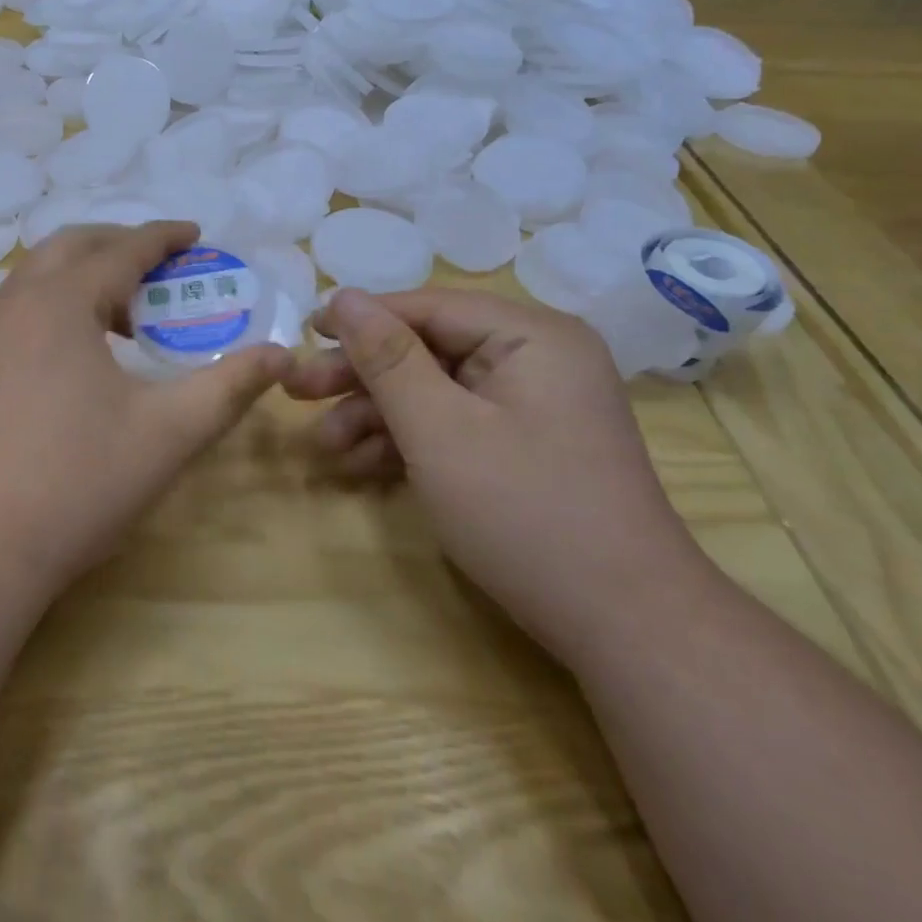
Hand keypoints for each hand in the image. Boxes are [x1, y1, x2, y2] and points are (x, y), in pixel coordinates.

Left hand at [0, 221, 289, 600]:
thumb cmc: (76, 482)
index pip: (121, 249)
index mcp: (61, 301)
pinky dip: (56, 305)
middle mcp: (14, 303)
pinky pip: (17, 309)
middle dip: (119, 244)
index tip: (195, 233)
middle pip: (70, 247)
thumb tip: (281, 355)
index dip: (163, 238)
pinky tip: (79, 355)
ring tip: (127, 315)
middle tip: (162, 266)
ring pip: (37, 277)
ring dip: (84, 276)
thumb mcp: (168, 433)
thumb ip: (229, 387)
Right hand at [286, 288, 709, 663]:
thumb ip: (386, 358)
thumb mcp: (439, 429)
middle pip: (425, 349)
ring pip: (432, 391)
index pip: (426, 307)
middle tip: (297, 393)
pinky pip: (452, 424)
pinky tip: (358, 465)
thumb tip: (342, 294)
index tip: (302, 334)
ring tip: (322, 447)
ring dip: (374, 416)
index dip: (359, 318)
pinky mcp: (521, 445)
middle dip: (360, 376)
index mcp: (529, 336)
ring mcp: (529, 405)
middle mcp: (533, 358)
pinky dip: (406, 442)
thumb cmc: (525, 513)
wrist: (624, 627)